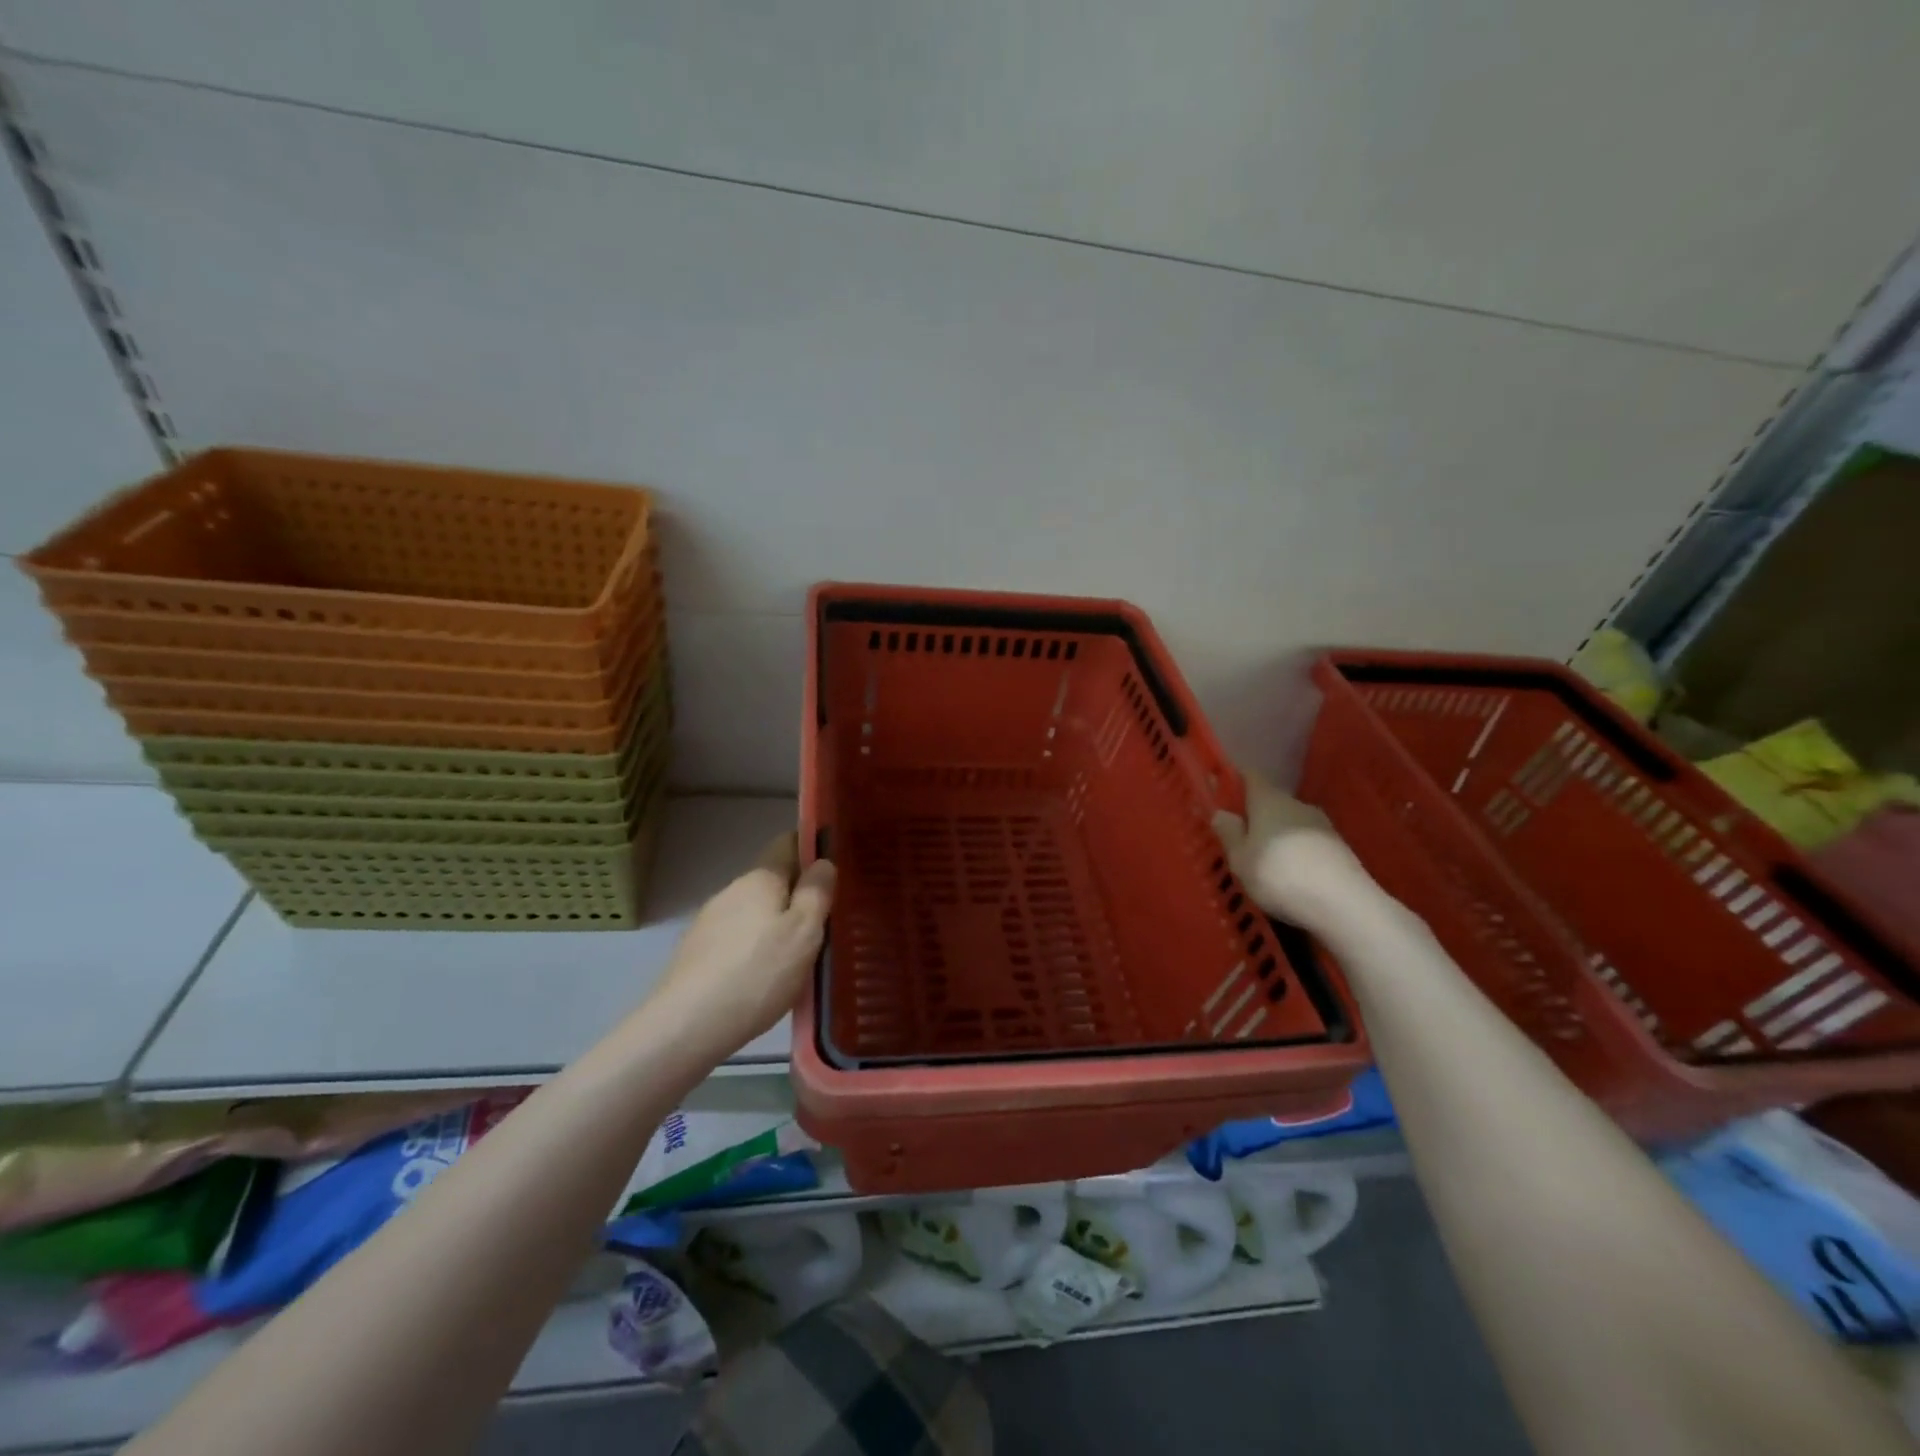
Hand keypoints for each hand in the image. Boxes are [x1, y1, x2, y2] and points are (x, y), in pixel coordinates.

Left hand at [650, 833, 836, 1056]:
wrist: (685, 1027)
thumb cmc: (757, 973)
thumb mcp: (803, 932)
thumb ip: (817, 894)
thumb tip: (823, 861)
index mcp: (760, 878)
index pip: (788, 843)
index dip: (812, 850)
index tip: (833, 872)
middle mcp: (731, 890)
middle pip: (772, 881)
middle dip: (796, 897)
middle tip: (824, 925)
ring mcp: (709, 922)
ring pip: (754, 913)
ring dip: (775, 926)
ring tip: (797, 959)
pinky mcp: (696, 953)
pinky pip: (736, 940)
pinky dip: (754, 951)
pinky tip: (762, 980)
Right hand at [1211, 770, 1364, 929]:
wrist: (1343, 904)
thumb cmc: (1279, 875)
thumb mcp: (1240, 859)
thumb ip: (1229, 833)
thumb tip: (1221, 812)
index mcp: (1268, 800)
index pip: (1250, 777)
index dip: (1236, 780)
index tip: (1223, 790)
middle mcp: (1296, 804)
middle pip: (1271, 802)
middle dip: (1256, 816)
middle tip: (1239, 838)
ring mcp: (1322, 825)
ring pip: (1290, 823)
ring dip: (1277, 836)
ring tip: (1264, 863)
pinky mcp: (1339, 848)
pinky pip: (1307, 843)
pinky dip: (1295, 853)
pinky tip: (1290, 876)